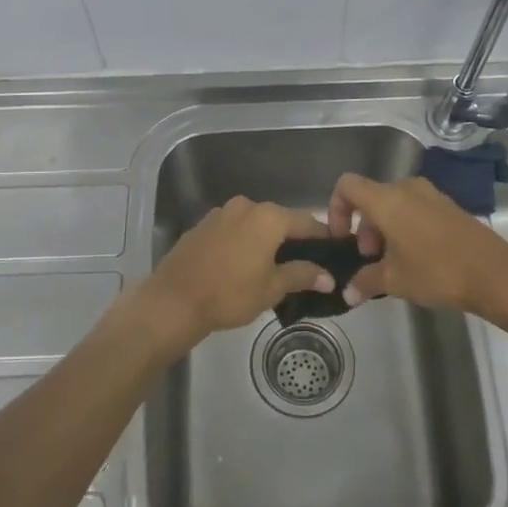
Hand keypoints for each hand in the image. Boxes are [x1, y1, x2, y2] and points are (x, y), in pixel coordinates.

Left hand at [137, 197, 334, 350]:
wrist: (174, 300)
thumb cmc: (230, 294)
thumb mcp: (272, 288)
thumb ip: (302, 275)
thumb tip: (328, 276)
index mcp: (268, 217)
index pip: (306, 221)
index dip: (322, 237)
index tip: (333, 251)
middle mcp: (246, 206)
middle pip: (279, 219)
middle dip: (293, 238)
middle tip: (305, 262)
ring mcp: (221, 213)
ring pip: (254, 223)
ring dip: (266, 239)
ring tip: (273, 264)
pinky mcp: (202, 225)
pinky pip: (233, 229)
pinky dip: (243, 240)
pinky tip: (242, 262)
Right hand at [326, 173, 507, 315]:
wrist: (494, 273)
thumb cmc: (436, 271)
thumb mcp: (394, 280)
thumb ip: (365, 281)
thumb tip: (347, 292)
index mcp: (386, 199)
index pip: (347, 186)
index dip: (336, 209)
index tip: (343, 239)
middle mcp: (406, 188)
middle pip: (371, 197)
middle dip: (363, 227)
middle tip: (371, 259)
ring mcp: (430, 194)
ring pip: (394, 204)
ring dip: (384, 229)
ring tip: (393, 262)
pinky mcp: (448, 205)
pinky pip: (414, 208)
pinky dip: (405, 226)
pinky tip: (416, 257)